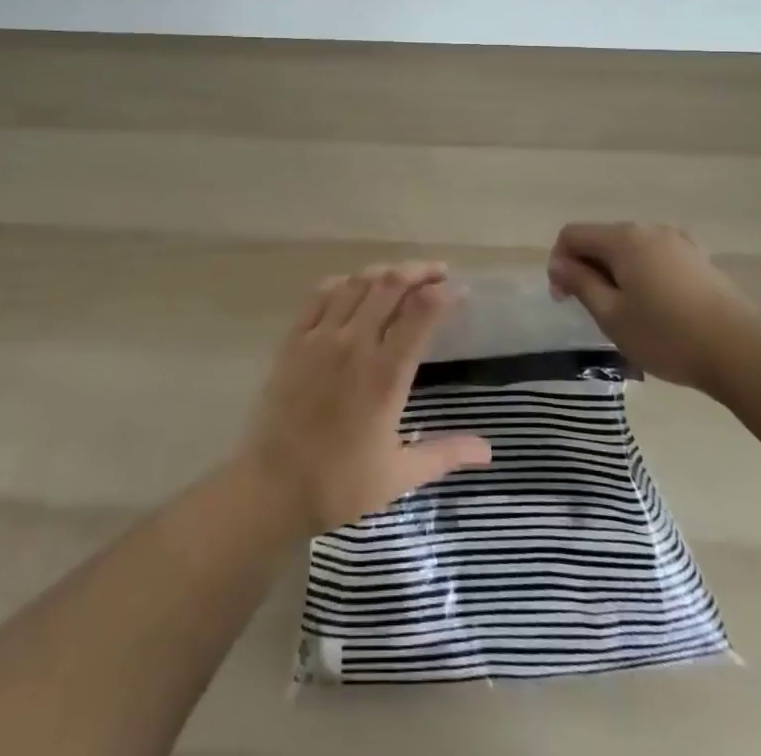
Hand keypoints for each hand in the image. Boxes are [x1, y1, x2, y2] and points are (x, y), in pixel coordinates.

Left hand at [239, 262, 492, 534]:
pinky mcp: (294, 339)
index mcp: (385, 374)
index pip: (421, 313)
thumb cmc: (339, 484)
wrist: (271, 488)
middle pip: (391, 285)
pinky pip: (320, 295)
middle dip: (419, 272)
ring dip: (384, 273)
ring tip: (402, 276)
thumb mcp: (399, 475)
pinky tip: (354, 286)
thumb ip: (445, 454)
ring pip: (357, 283)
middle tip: (438, 273)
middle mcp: (354, 344)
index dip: (445, 294)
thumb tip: (488, 450)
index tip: (461, 291)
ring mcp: (320, 337)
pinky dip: (343, 282)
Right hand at [547, 222, 754, 396]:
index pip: (573, 235)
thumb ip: (579, 283)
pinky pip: (657, 260)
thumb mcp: (611, 315)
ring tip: (627, 315)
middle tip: (594, 312)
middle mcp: (650, 230)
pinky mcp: (700, 260)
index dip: (559, 262)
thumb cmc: (667, 335)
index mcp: (623, 238)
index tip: (564, 299)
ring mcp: (679, 243)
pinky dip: (644, 277)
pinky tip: (658, 311)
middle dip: (589, 269)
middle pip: (603, 240)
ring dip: (617, 275)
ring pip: (631, 251)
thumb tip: (558, 263)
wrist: (743, 351)